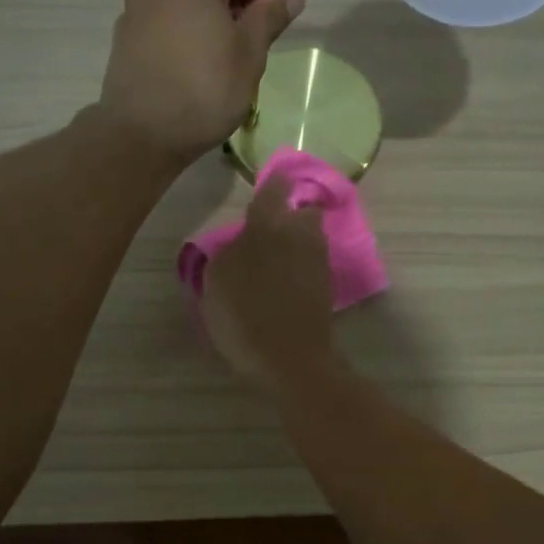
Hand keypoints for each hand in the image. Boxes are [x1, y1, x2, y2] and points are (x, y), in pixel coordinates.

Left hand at [98, 0, 303, 164]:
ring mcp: (134, 8)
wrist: (142, 135)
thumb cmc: (206, 89)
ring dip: (204, 28)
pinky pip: (161, 31)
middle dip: (231, 10)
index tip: (271, 26)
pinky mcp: (122, 40)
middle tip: (246, 53)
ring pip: (183, 8)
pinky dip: (179, 44)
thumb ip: (269, 16)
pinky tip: (188, 77)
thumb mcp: (250, 53)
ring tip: (216, 69)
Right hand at [201, 177, 340, 393]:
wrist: (291, 358)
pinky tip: (283, 286)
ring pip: (309, 239)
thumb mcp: (216, 280)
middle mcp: (300, 234)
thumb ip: (229, 252)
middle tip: (267, 232)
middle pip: (302, 213)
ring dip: (296, 243)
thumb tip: (242, 243)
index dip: (273, 184)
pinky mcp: (327, 287)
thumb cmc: (245, 315)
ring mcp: (319, 261)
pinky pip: (312, 265)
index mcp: (269, 225)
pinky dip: (301, 268)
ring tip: (273, 263)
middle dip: (290, 216)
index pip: (275, 188)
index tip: (268, 184)